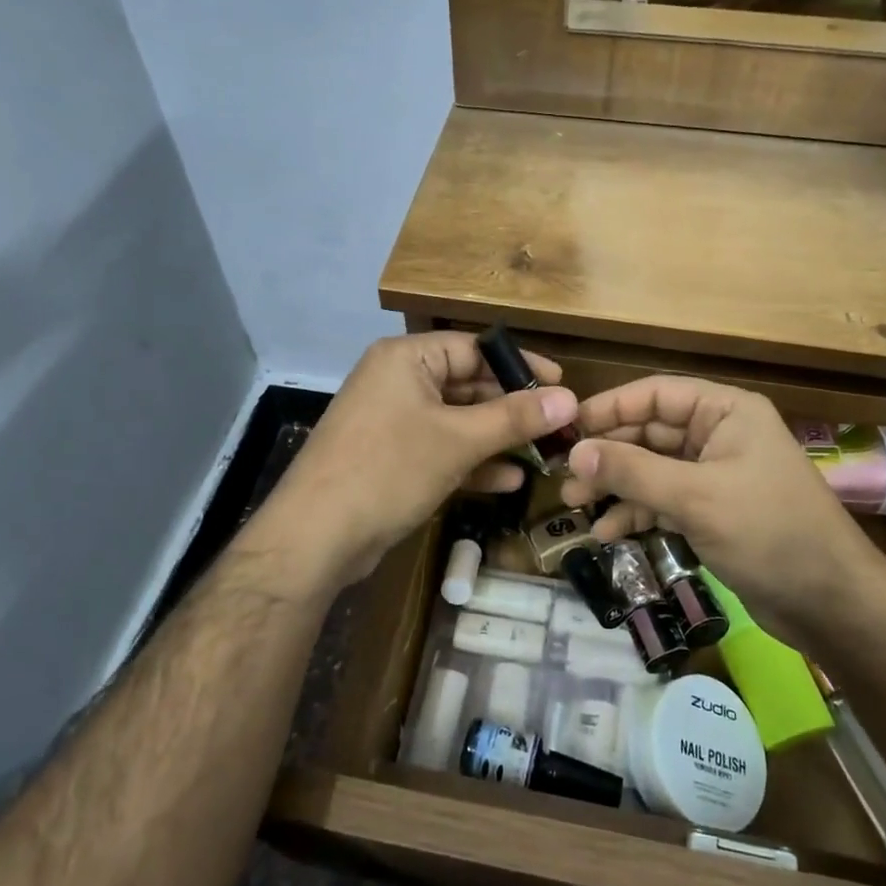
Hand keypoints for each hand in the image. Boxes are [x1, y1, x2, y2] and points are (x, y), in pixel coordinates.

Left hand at [260, 333, 574, 590]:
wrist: (316, 536)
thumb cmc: (389, 469)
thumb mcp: (458, 440)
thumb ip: (514, 418)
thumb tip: (569, 398)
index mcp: (406, 359)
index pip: (474, 349)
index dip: (520, 366)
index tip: (561, 385)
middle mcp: (397, 382)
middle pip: (467, 385)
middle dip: (512, 409)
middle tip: (559, 427)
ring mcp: (392, 423)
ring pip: (456, 422)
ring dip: (497, 439)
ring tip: (545, 455)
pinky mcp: (390, 460)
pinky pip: (440, 451)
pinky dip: (472, 463)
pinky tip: (510, 481)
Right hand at [558, 376, 880, 622]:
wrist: (829, 603)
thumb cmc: (768, 532)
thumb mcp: (695, 497)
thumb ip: (632, 471)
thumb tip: (575, 453)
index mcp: (725, 412)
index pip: (656, 394)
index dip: (610, 407)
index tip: (567, 428)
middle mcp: (719, 436)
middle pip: (649, 433)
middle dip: (607, 455)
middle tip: (564, 476)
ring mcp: (715, 476)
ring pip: (652, 470)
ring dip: (615, 486)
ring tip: (575, 506)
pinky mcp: (712, 512)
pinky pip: (663, 501)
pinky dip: (636, 514)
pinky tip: (607, 533)